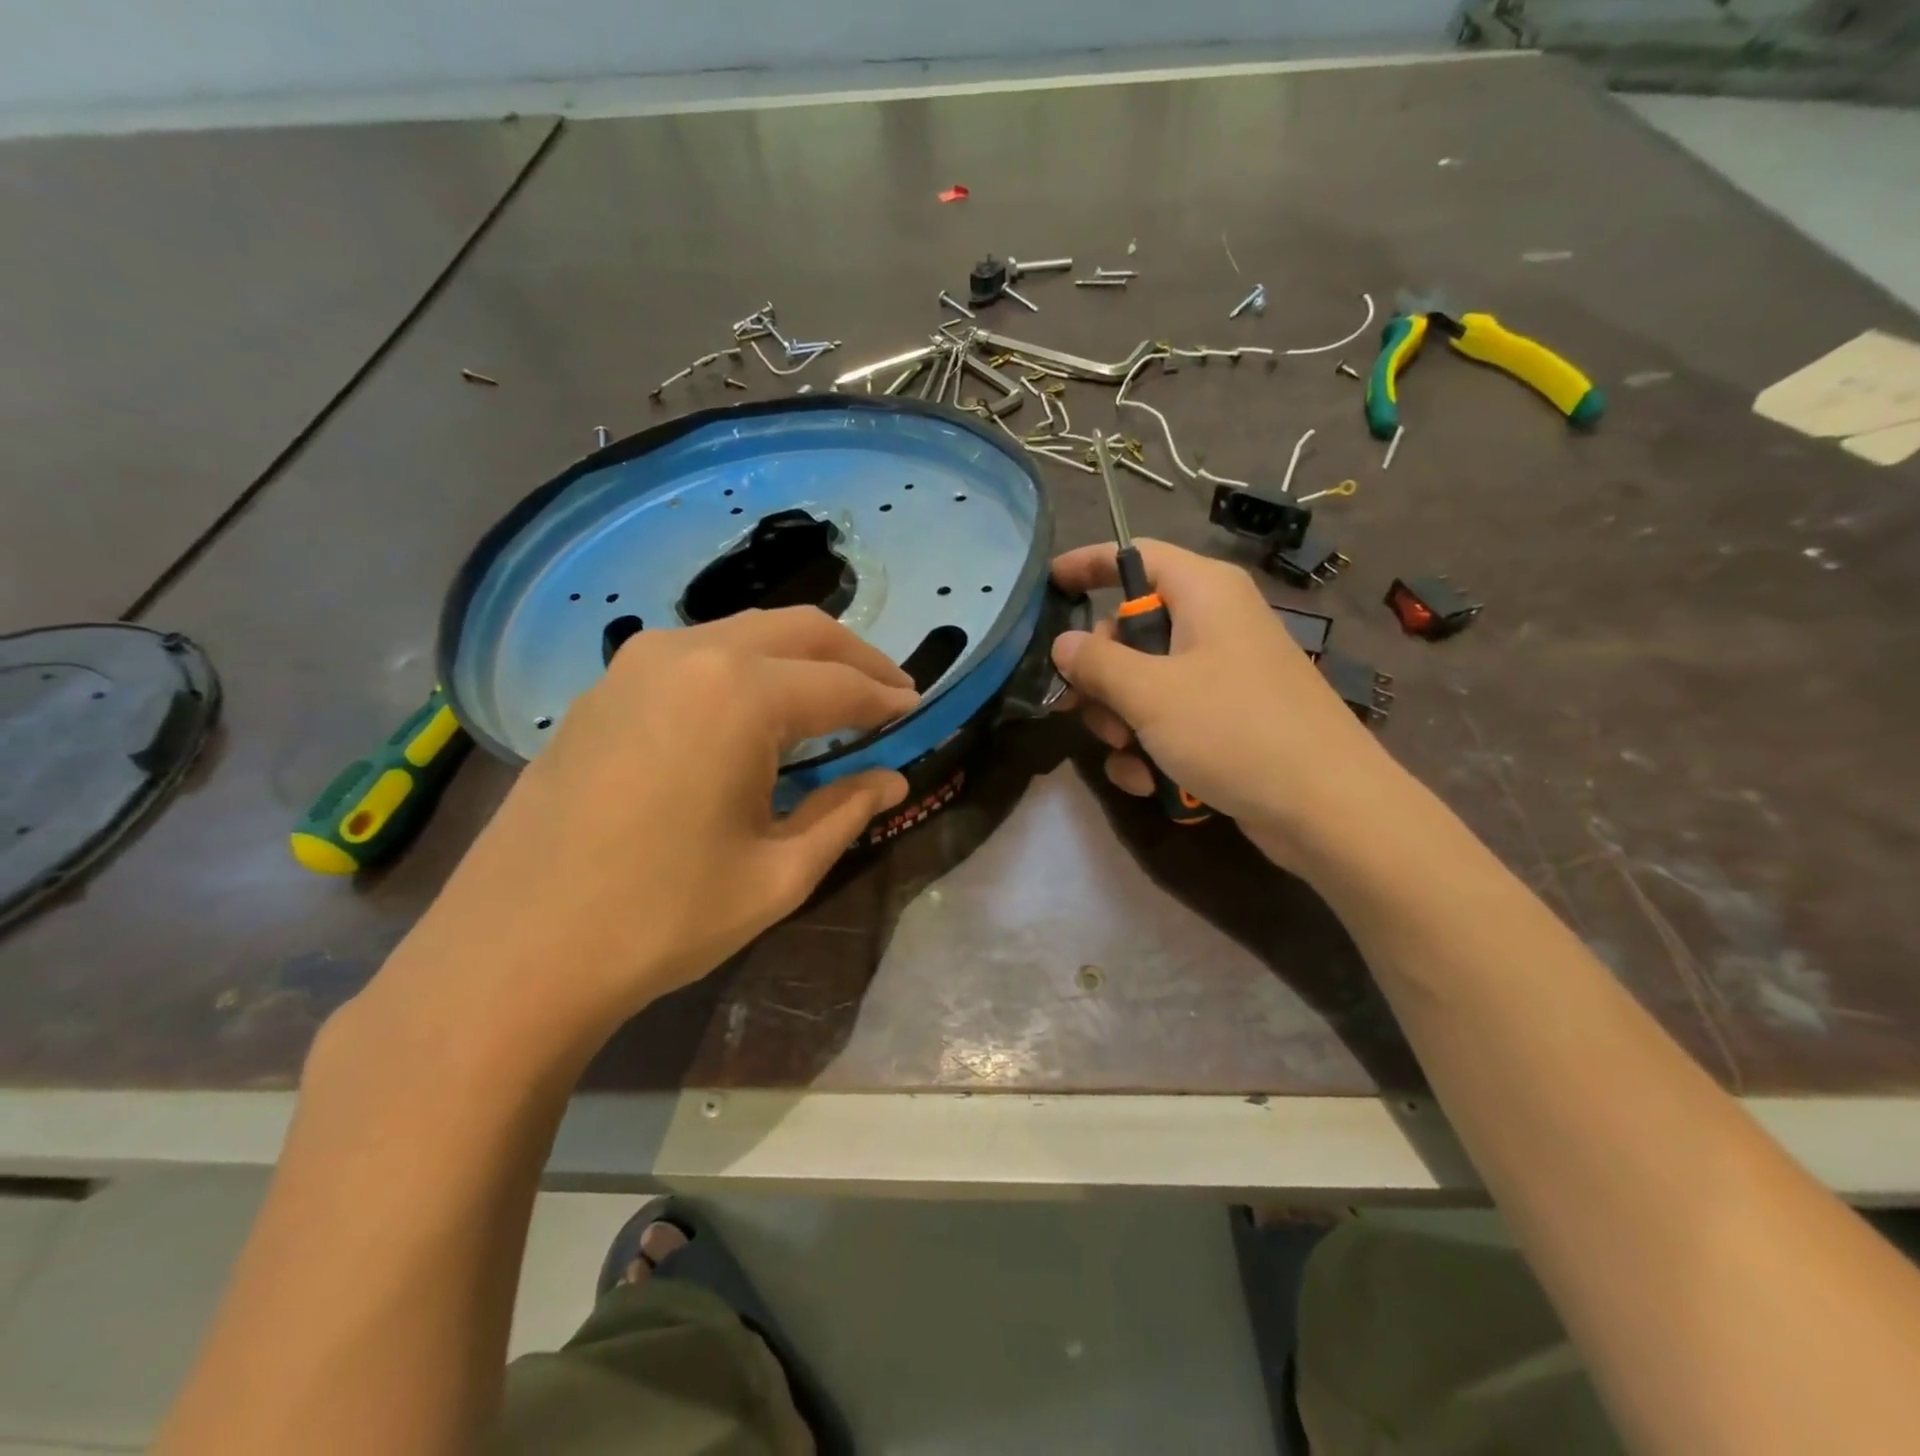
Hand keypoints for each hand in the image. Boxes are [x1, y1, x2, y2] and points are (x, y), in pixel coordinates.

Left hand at [375, 608, 917, 1058]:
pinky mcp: (605, 688)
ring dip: (799, 657)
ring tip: (831, 701)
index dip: (887, 698)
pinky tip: (755, 713)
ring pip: (746, 633)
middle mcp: (690, 654)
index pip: (841, 684)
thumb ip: (845, 812)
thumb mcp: (778, 872)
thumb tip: (892, 780)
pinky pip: (697, 656)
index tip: (918, 710)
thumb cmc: (663, 916)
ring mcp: (637, 664)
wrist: (513, 952)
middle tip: (889, 692)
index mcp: (740, 694)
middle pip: (798, 630)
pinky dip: (746, 669)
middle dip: (854, 657)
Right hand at [1050, 539, 1403, 869]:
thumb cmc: (1234, 730)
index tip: (1047, 586)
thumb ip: (1097, 662)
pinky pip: (1169, 720)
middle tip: (1081, 709)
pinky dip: (1150, 747)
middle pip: (1131, 630)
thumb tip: (1063, 644)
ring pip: (1144, 683)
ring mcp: (1222, 675)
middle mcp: (1215, 623)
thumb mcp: (1150, 693)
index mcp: (1204, 592)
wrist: (1326, 808)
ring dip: (1121, 721)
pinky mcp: (1227, 720)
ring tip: (1127, 754)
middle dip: (1101, 676)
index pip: (1135, 556)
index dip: (1088, 564)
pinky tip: (1149, 782)